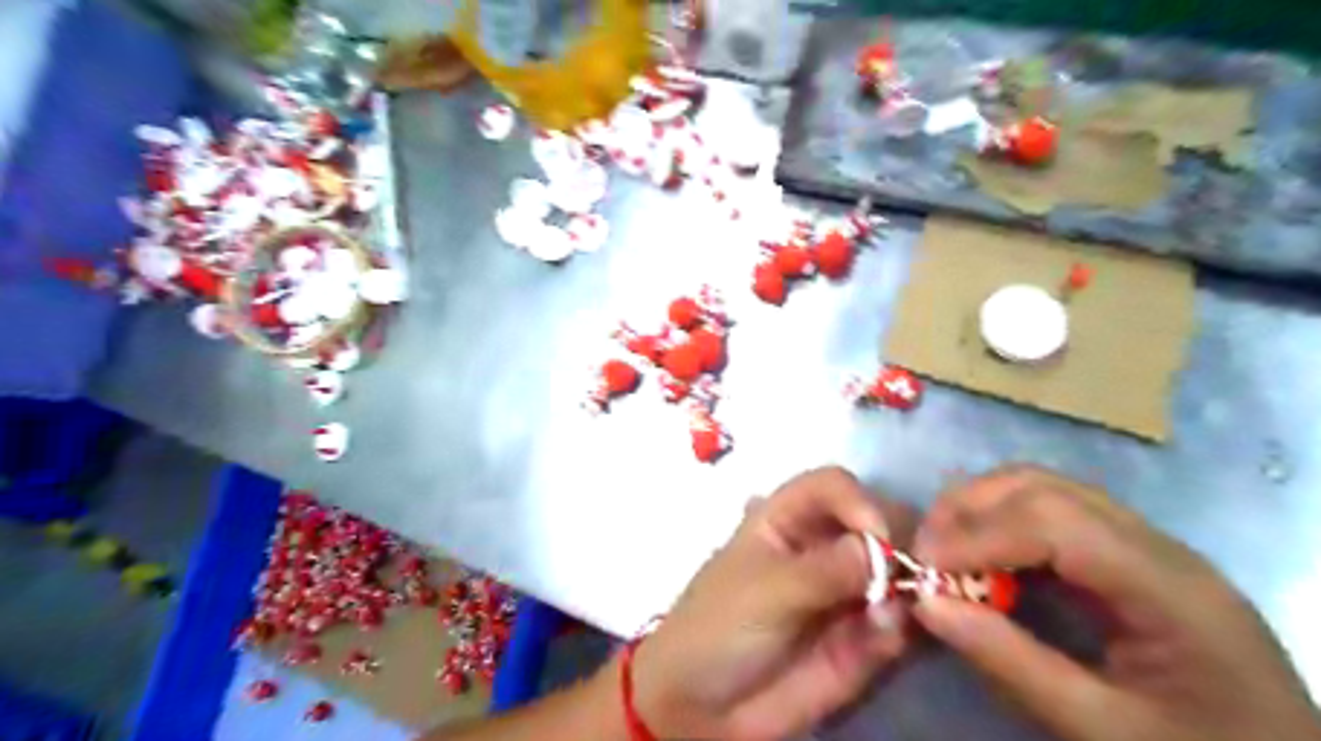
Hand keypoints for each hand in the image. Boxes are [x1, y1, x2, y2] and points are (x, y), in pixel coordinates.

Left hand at [636, 469, 913, 740]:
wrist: (705, 709)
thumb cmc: (717, 629)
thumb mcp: (763, 591)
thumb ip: (822, 571)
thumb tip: (882, 551)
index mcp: (786, 518)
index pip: (834, 486)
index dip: (859, 501)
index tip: (878, 536)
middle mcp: (824, 546)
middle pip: (877, 521)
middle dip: (900, 543)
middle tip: (909, 575)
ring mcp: (848, 591)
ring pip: (898, 572)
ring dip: (911, 588)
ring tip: (894, 615)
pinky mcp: (864, 637)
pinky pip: (901, 623)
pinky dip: (906, 628)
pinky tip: (890, 640)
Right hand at [910, 467, 1319, 740]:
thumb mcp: (1102, 730)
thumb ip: (1011, 663)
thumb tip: (926, 604)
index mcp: (1170, 590)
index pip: (1054, 524)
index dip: (978, 536)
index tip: (924, 569)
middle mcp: (1159, 546)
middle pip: (1044, 487)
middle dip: (969, 509)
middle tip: (925, 553)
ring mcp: (1147, 544)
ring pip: (1045, 488)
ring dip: (982, 508)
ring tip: (945, 551)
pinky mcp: (1130, 554)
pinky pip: (1053, 513)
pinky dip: (1003, 523)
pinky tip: (983, 559)